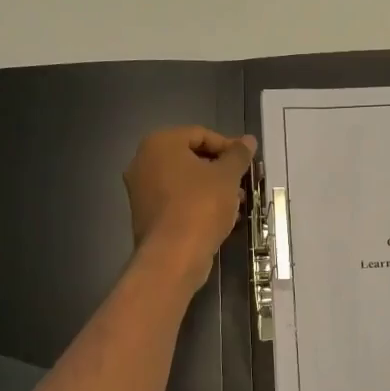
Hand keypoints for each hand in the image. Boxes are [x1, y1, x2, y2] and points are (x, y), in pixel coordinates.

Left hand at [123, 127, 255, 288]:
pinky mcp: (146, 214)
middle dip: (220, 169)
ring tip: (236, 203)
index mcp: (160, 143)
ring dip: (211, 188)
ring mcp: (141, 190)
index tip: (247, 163)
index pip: (200, 134)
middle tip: (242, 182)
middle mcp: (143, 162)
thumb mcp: (227, 176)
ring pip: (184, 181)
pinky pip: (176, 200)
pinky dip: (197, 203)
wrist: (173, 256)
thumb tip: (248, 140)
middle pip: (190, 157)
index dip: (228, 146)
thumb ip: (238, 155)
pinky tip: (219, 218)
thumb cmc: (201, 206)